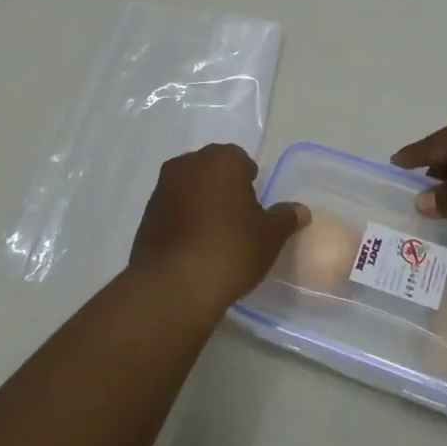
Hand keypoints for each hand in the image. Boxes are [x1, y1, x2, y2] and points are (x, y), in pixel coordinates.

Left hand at [129, 145, 309, 312]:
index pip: (240, 160)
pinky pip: (172, 210)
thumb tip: (300, 211)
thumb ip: (285, 218)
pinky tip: (194, 247)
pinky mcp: (146, 216)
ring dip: (201, 203)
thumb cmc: (230, 248)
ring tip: (215, 235)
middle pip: (212, 170)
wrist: (174, 286)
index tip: (255, 207)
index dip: (250, 182)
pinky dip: (183, 220)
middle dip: (224, 188)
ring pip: (189, 188)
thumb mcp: (269, 236)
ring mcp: (162, 189)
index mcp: (221, 159)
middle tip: (238, 219)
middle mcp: (188, 165)